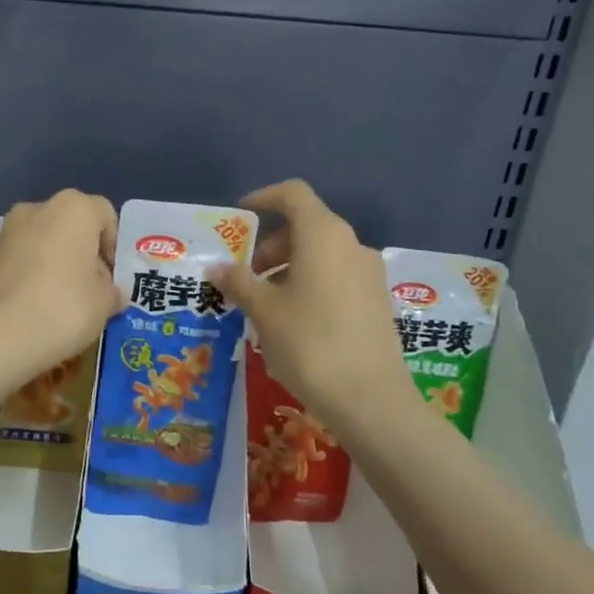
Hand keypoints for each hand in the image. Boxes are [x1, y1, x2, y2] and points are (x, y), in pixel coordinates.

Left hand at [0, 190, 124, 381]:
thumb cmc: (64, 308)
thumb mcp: (104, 303)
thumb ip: (112, 291)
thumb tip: (110, 292)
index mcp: (73, 208)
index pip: (105, 215)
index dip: (114, 247)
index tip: (114, 279)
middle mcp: (37, 209)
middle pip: (71, 227)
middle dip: (83, 255)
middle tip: (91, 292)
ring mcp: (6, 232)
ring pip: (43, 243)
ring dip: (56, 265)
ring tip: (62, 303)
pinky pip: (20, 261)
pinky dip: (31, 277)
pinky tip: (35, 308)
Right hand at [209, 180, 409, 428]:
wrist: (370, 399)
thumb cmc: (309, 343)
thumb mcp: (263, 311)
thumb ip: (238, 282)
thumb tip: (217, 268)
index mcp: (323, 235)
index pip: (293, 194)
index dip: (263, 198)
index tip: (238, 219)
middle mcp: (351, 244)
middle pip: (306, 225)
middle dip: (270, 244)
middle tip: (244, 275)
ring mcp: (368, 273)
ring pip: (321, 253)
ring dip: (288, 267)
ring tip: (263, 302)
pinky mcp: (376, 300)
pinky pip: (336, 276)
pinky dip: (309, 283)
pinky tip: (292, 320)